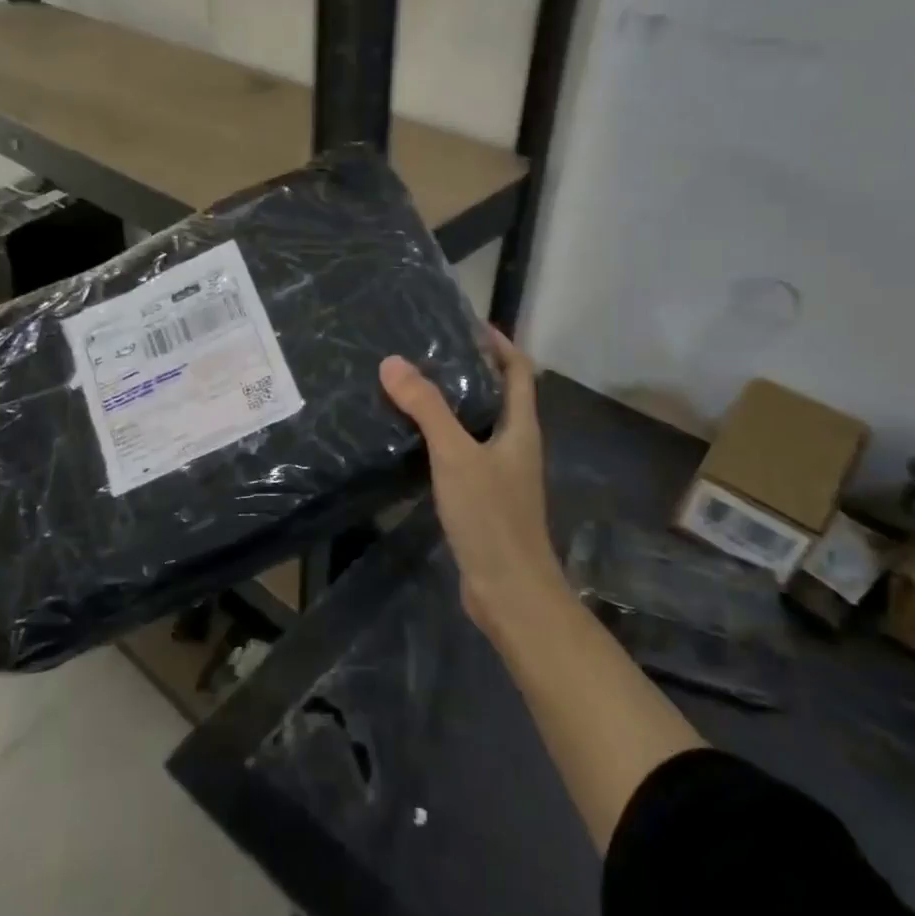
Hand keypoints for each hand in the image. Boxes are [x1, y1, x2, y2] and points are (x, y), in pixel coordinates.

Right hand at [379, 330, 564, 629]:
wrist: (509, 592)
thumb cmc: (491, 517)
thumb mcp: (456, 456)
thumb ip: (427, 408)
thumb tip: (393, 362)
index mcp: (521, 428)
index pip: (518, 370)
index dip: (499, 342)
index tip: (467, 323)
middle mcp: (515, 445)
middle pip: (498, 395)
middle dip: (470, 369)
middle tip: (427, 351)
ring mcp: (500, 474)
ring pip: (477, 426)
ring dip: (453, 404)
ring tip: (413, 386)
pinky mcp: (482, 499)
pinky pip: (462, 455)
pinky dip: (441, 438)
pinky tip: (411, 439)